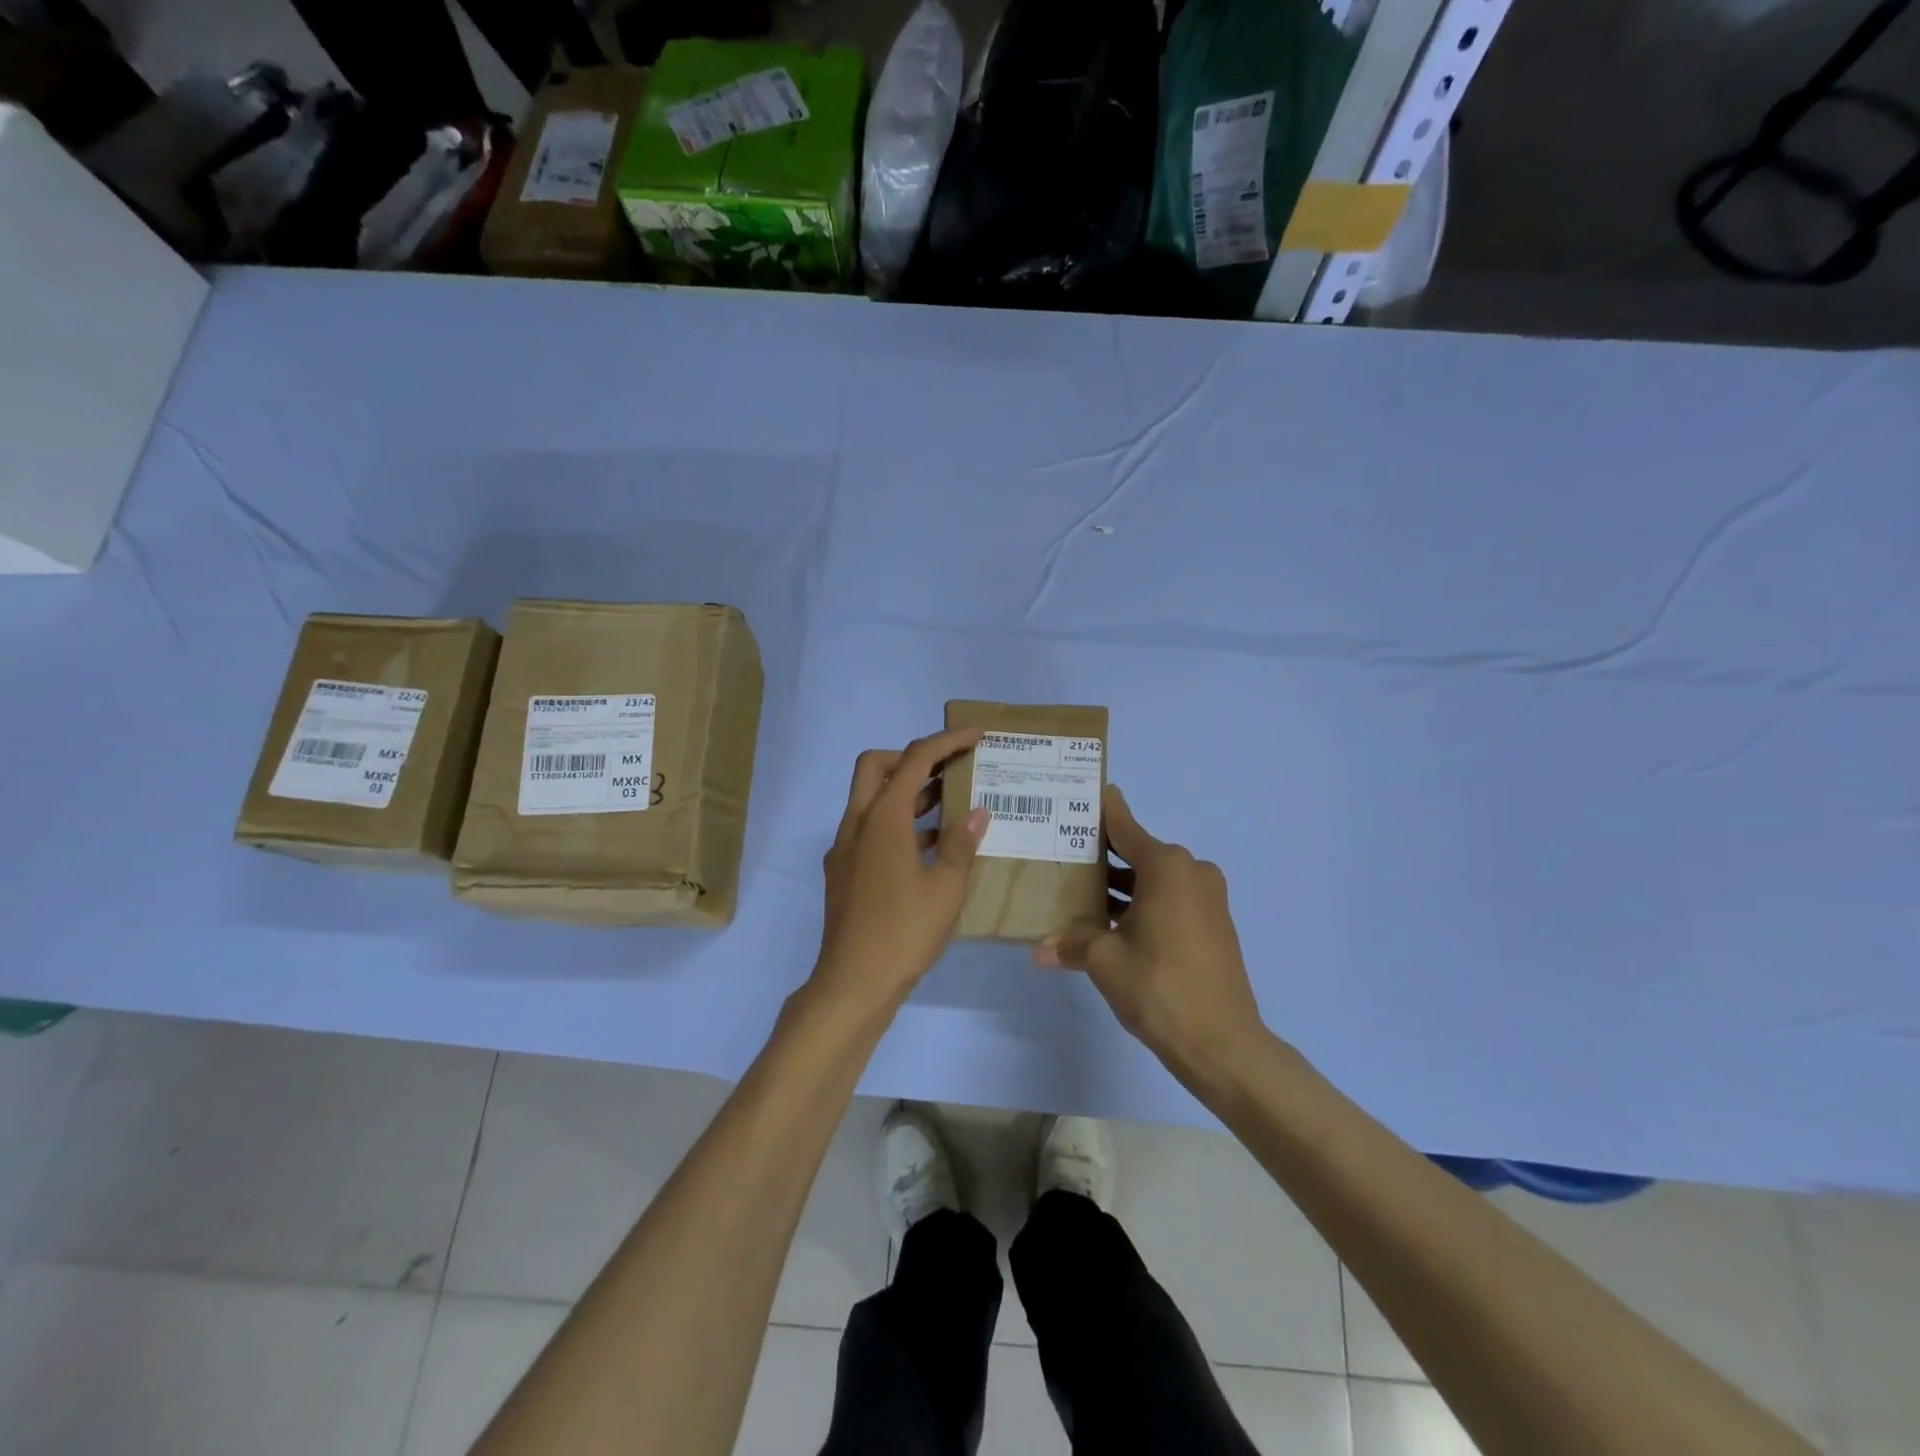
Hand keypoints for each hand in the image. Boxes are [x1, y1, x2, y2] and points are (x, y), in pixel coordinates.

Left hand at [811, 729, 989, 1016]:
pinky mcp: (843, 871)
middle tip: (948, 769)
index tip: (975, 736)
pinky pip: (869, 829)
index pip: (914, 760)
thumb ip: (960, 844)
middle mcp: (857, 824)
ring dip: (905, 791)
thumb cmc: (904, 933)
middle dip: (911, 757)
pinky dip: (896, 822)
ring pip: (870, 798)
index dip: (946, 741)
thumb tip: (976, 813)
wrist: (852, 984)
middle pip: (876, 766)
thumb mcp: (945, 889)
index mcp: (883, 819)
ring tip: (948, 802)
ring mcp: (845, 848)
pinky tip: (927, 846)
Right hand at [1036, 785, 1267, 1082]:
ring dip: (1122, 885)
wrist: (1223, 1043)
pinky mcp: (1213, 923)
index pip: (1124, 826)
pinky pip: (1170, 899)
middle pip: (1137, 851)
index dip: (1101, 810)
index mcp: (1167, 866)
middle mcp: (1191, 871)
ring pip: (1154, 879)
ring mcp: (1207, 898)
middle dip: (1102, 855)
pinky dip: (1142, 902)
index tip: (1080, 794)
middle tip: (1062, 851)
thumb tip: (1038, 950)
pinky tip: (1110, 920)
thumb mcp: (1105, 961)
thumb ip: (1071, 944)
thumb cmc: (1160, 987)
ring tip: (1078, 889)